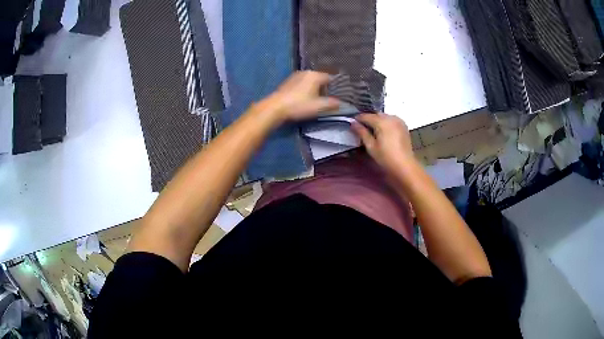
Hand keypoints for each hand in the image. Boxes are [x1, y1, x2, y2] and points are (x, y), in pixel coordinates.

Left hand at [263, 71, 339, 121]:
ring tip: (315, 100)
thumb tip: (341, 103)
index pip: (330, 78)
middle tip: (327, 100)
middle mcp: (306, 72)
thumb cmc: (299, 105)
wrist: (275, 108)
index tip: (337, 96)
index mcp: (315, 75)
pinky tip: (303, 99)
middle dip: (324, 89)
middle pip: (320, 79)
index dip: (335, 87)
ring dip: (314, 90)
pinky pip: (301, 84)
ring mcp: (295, 76)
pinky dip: (305, 90)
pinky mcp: (287, 82)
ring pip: (310, 82)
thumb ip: (332, 104)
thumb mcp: (318, 107)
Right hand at [351, 113, 415, 175]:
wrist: (405, 165)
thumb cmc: (386, 157)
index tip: (352, 124)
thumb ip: (361, 132)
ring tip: (373, 130)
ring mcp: (398, 120)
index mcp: (381, 122)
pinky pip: (391, 119)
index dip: (358, 119)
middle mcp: (390, 117)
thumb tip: (352, 123)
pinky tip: (383, 131)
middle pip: (375, 114)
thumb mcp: (371, 146)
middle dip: (368, 119)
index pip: (366, 116)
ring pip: (384, 116)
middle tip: (362, 128)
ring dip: (377, 120)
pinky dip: (386, 122)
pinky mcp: (403, 125)